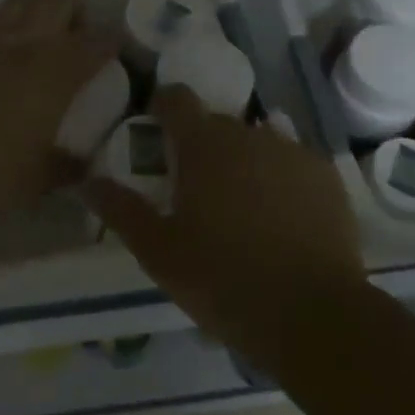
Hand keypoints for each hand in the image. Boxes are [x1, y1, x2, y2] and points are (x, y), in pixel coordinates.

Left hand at [0, 0, 117, 208]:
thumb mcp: (38, 179)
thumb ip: (67, 168)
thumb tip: (84, 169)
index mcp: (61, 70)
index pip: (100, 39)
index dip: (112, 40)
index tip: (114, 49)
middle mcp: (31, 39)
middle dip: (73, 10)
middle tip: (70, 36)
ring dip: (33, 8)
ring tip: (30, 33)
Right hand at [82, 88, 366, 370]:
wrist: (315, 316)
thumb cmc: (224, 280)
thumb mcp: (160, 252)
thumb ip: (122, 210)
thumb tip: (87, 181)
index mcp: (204, 144)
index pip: (176, 98)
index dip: (163, 106)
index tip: (155, 131)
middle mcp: (248, 134)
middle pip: (216, 125)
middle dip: (202, 147)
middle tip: (195, 191)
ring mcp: (292, 152)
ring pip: (256, 144)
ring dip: (242, 163)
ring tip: (241, 210)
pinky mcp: (326, 176)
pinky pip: (291, 165)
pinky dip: (280, 181)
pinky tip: (281, 220)